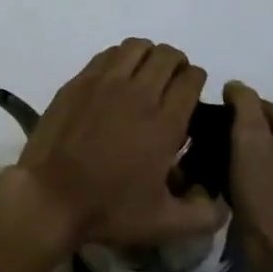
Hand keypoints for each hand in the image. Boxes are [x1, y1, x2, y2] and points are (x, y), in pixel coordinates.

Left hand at [12, 39, 224, 250]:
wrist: (51, 194)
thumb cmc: (109, 208)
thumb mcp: (164, 224)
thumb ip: (202, 214)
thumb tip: (221, 201)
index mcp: (164, 123)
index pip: (191, 79)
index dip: (197, 80)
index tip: (194, 92)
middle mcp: (138, 93)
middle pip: (167, 56)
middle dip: (178, 64)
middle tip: (174, 81)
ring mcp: (105, 81)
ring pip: (137, 47)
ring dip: (149, 55)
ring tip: (147, 74)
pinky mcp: (80, 79)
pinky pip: (109, 54)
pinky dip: (121, 57)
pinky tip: (118, 77)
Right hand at [224, 81, 272, 271]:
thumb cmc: (265, 197)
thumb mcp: (246, 141)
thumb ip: (243, 103)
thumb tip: (236, 86)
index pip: (263, 107)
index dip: (237, 122)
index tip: (221, 142)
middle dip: (252, 142)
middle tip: (227, 161)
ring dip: (265, 162)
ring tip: (241, 180)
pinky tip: (262, 198)